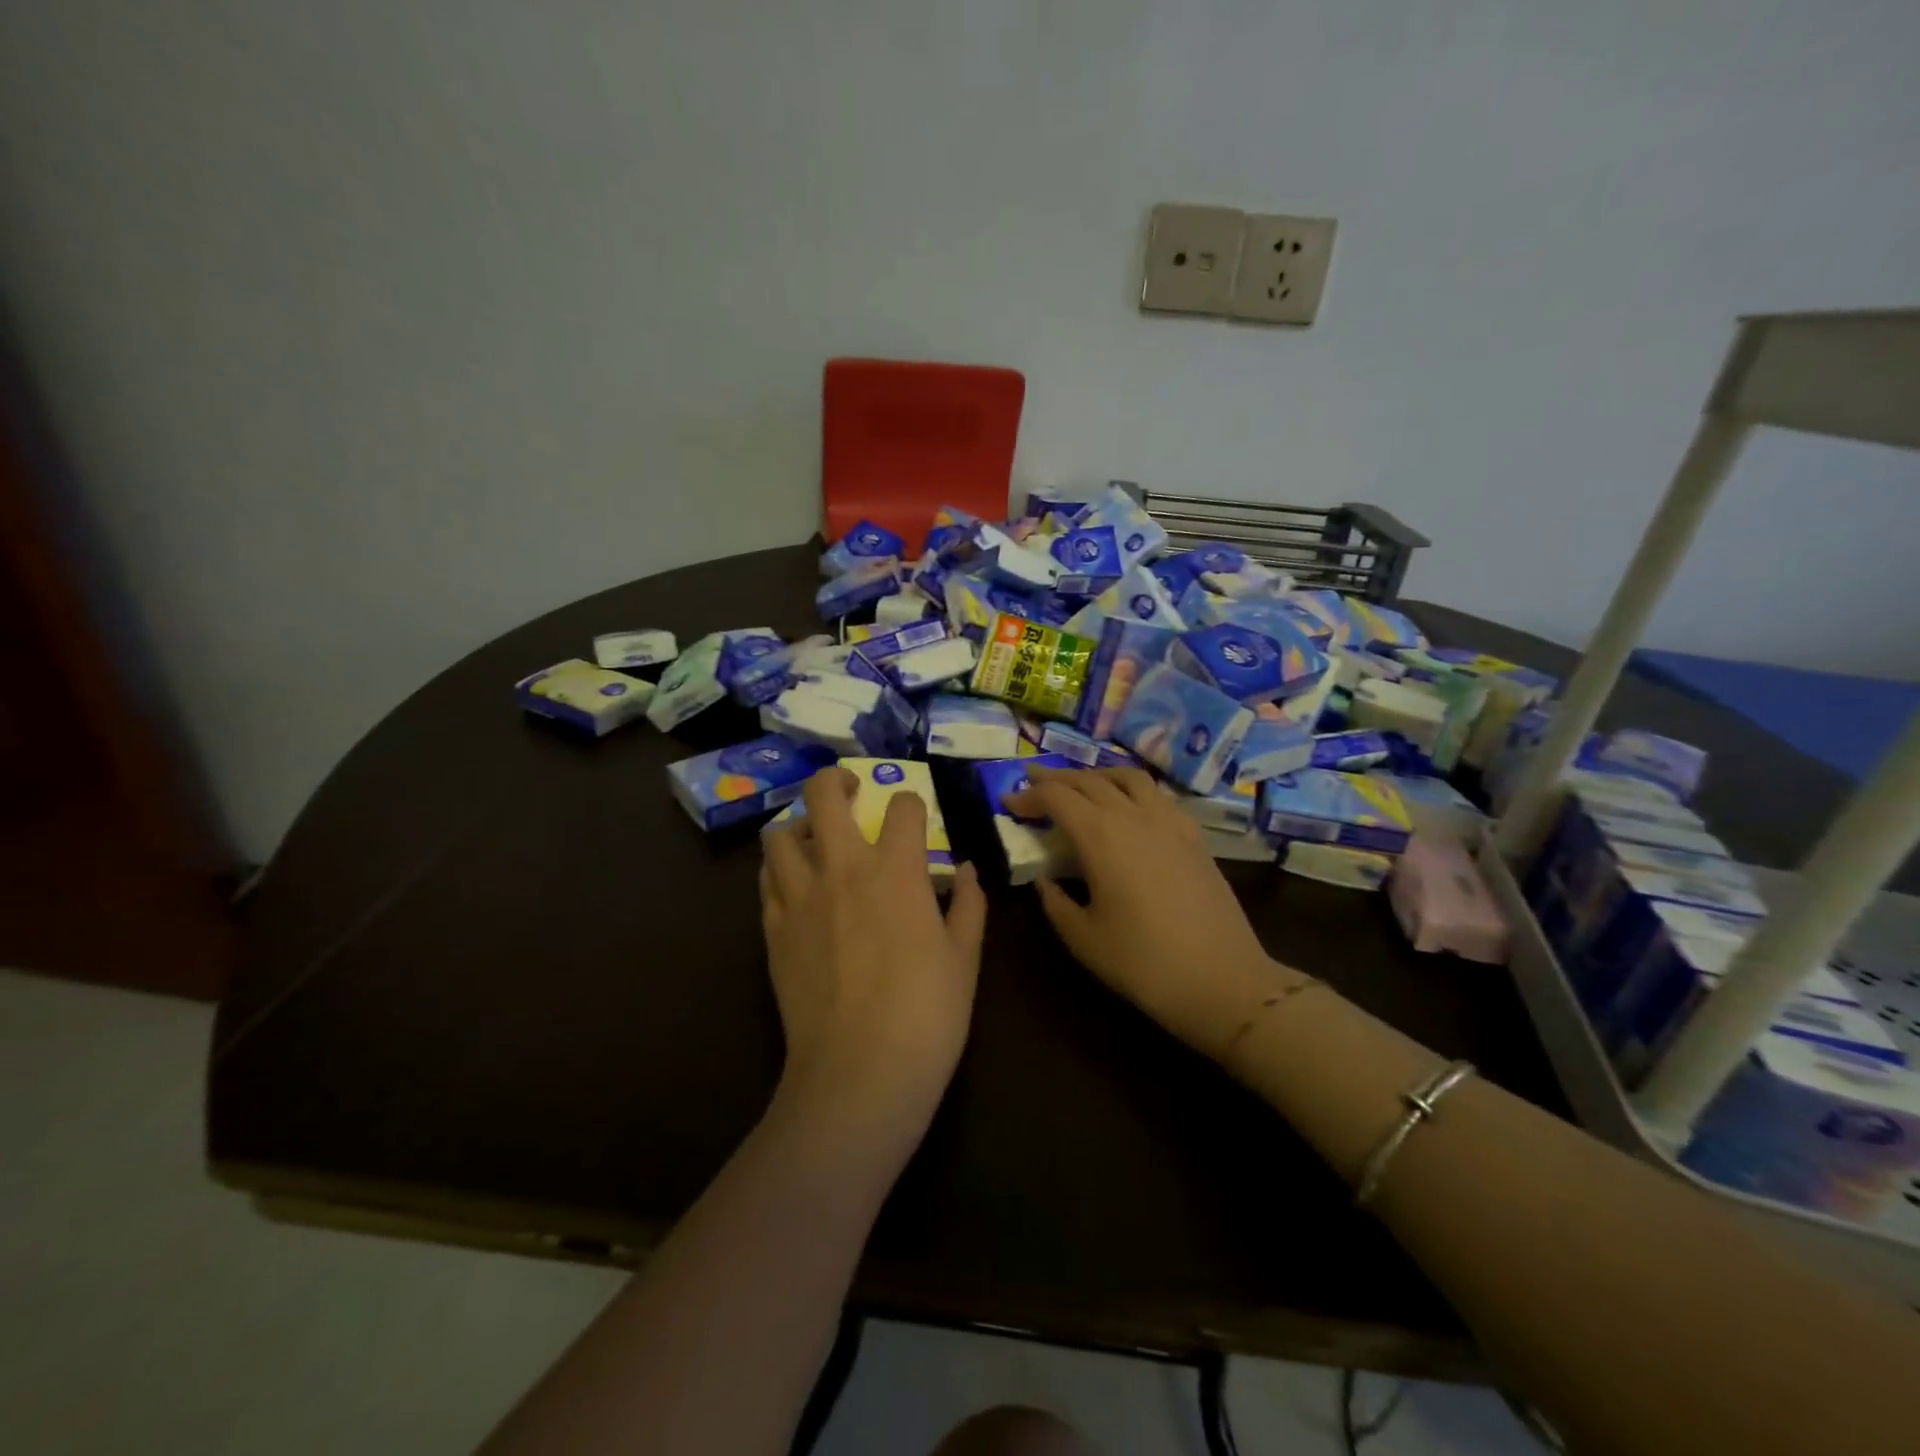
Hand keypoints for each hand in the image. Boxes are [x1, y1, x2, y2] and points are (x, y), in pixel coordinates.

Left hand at [759, 767, 987, 1146]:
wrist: (859, 1073)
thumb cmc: (927, 1014)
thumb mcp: (965, 958)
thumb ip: (969, 905)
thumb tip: (968, 871)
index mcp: (896, 870)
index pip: (902, 807)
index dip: (914, 806)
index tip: (918, 821)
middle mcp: (842, 869)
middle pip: (823, 795)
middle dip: (836, 781)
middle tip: (850, 791)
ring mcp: (800, 898)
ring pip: (780, 834)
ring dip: (800, 826)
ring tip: (816, 840)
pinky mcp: (773, 930)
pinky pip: (766, 880)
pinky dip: (780, 870)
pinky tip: (798, 887)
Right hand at [1005, 767, 1295, 1054]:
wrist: (1223, 980)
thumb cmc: (1144, 963)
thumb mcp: (1083, 939)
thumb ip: (1055, 902)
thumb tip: (1045, 880)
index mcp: (1101, 836)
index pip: (1056, 798)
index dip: (1028, 796)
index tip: (1008, 803)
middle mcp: (1134, 816)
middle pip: (1089, 780)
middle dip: (1056, 779)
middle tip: (1033, 784)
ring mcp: (1169, 822)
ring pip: (1128, 777)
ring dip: (1096, 775)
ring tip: (1080, 785)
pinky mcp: (1193, 835)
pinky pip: (1157, 795)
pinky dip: (1132, 789)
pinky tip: (1129, 807)